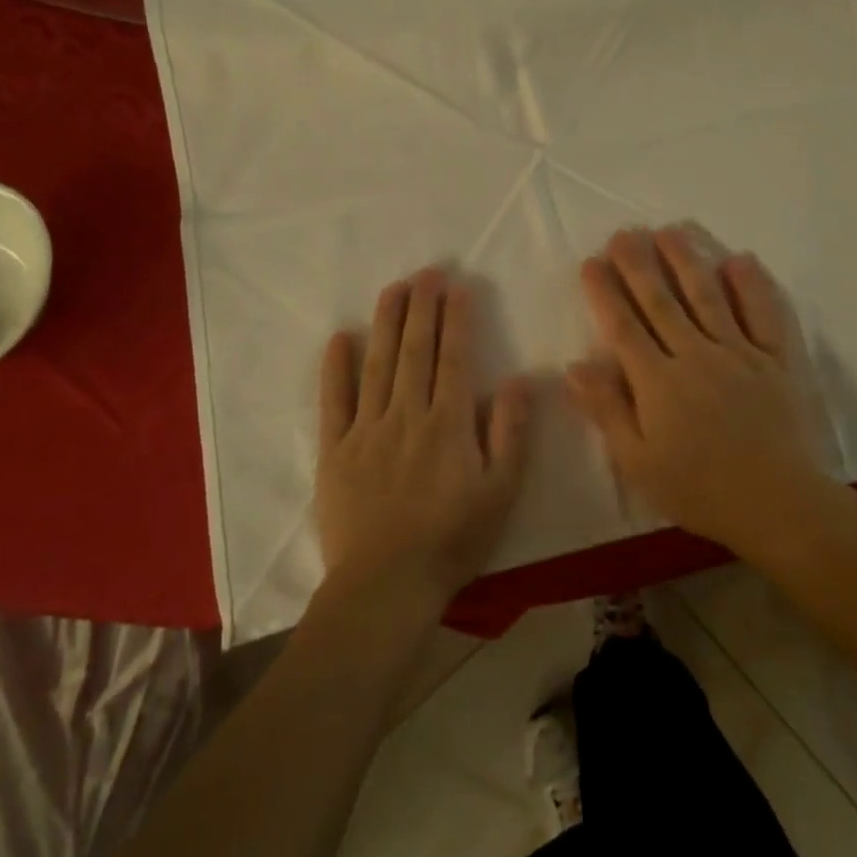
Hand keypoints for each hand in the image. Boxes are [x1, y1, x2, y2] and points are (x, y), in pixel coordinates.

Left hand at [314, 269, 531, 626]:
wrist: (386, 584)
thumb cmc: (452, 541)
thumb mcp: (501, 493)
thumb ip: (511, 433)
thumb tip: (521, 379)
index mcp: (448, 424)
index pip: (454, 358)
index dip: (457, 319)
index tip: (458, 286)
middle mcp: (407, 415)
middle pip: (415, 351)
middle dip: (422, 307)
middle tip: (426, 272)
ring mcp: (366, 429)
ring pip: (378, 364)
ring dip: (386, 323)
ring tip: (393, 288)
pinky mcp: (335, 449)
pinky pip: (334, 400)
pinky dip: (336, 368)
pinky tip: (340, 337)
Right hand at [567, 227, 831, 557]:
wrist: (777, 503)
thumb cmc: (699, 489)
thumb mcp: (638, 462)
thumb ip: (607, 410)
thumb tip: (575, 365)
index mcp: (657, 382)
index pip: (623, 326)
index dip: (605, 292)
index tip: (592, 262)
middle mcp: (695, 355)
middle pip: (661, 301)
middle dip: (638, 265)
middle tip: (624, 233)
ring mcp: (738, 353)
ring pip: (707, 296)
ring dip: (686, 260)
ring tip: (669, 231)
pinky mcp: (775, 360)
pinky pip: (763, 315)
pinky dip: (752, 286)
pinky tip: (739, 260)